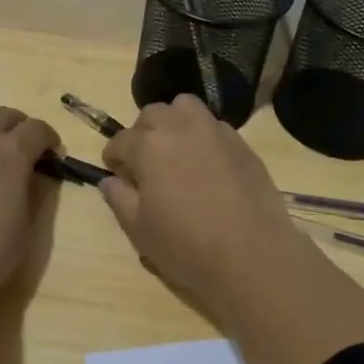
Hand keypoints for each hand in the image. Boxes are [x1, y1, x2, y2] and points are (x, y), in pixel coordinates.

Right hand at [99, 95, 308, 320]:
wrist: (252, 256)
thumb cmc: (186, 245)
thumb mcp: (139, 230)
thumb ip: (119, 199)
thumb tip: (111, 180)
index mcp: (148, 144)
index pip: (120, 141)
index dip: (114, 158)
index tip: (117, 174)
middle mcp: (180, 126)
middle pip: (152, 114)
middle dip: (143, 133)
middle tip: (146, 163)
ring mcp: (214, 131)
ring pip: (185, 108)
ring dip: (174, 123)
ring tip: (176, 152)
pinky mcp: (242, 143)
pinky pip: (214, 126)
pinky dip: (202, 136)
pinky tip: (207, 165)